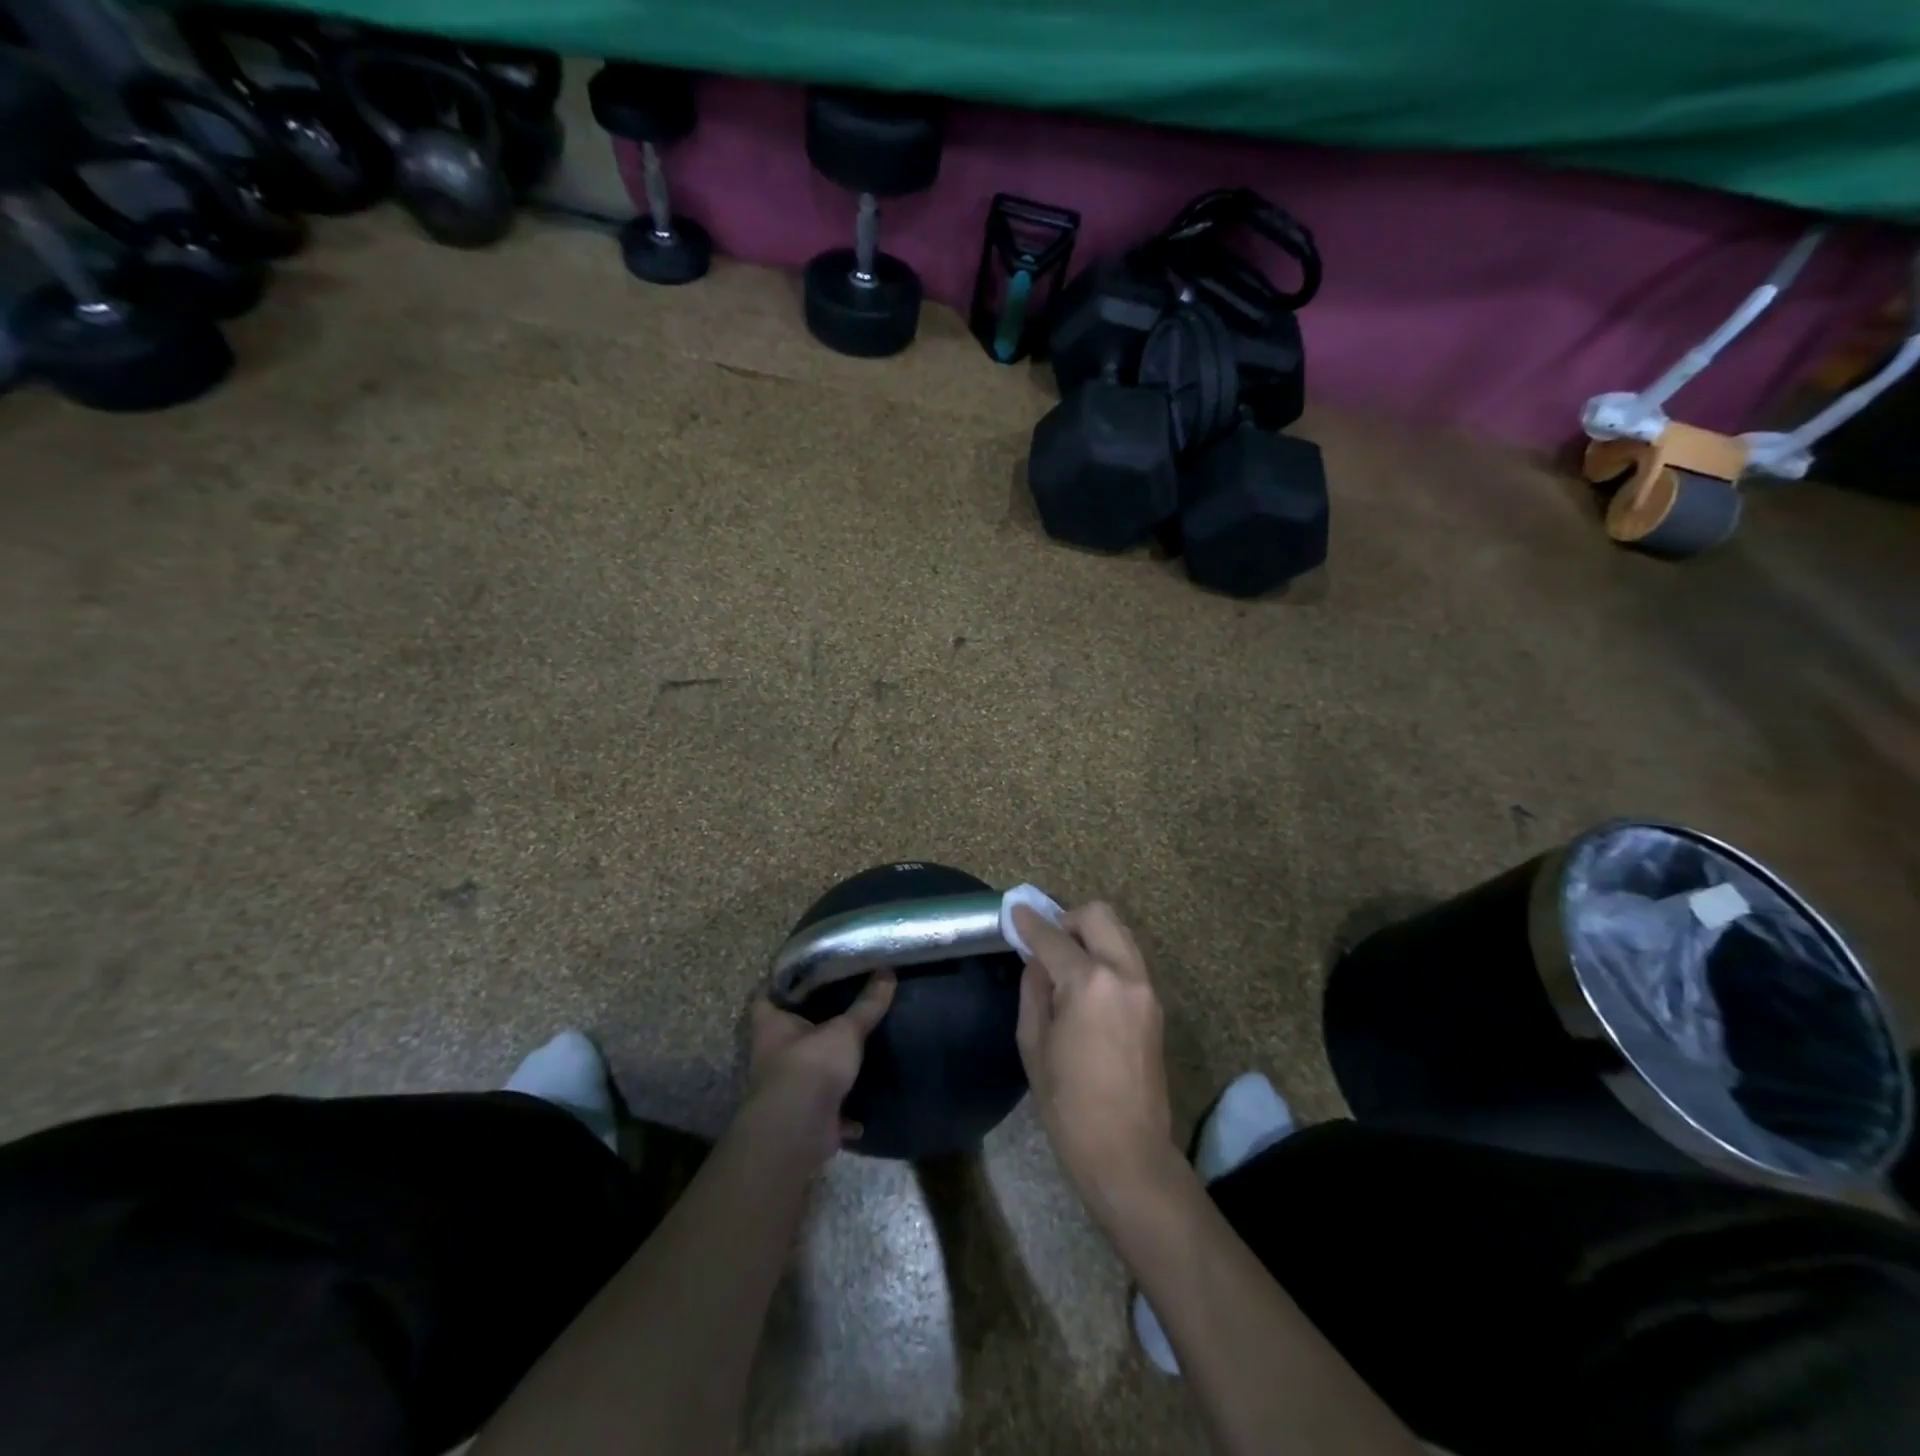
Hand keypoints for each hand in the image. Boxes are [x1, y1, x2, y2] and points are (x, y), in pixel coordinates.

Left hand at [744, 972, 895, 1166]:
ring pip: (808, 1070)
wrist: (799, 1130)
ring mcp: (787, 1088)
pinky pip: (827, 1109)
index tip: (806, 973)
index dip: (782, 983)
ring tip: (857, 1047)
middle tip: (842, 1004)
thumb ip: (867, 1004)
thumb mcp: (845, 1030)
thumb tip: (887, 971)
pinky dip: (844, 1110)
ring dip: (828, 1065)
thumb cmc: (811, 1065)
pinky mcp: (805, 1116)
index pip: (767, 995)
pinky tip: (864, 1103)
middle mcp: (773, 1055)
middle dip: (812, 1023)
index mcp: (771, 1025)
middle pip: (790, 1032)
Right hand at [1014, 903, 1176, 1222]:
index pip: (1054, 937)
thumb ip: (1034, 990)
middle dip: (1068, 918)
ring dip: (1091, 934)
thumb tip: (1037, 961)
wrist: (1126, 1152)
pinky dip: (1106, 955)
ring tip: (1066, 962)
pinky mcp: (1155, 1006)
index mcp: (1089, 982)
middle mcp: (1124, 973)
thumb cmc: (1068, 1103)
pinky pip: (1128, 960)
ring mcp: (1145, 988)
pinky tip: (1086, 984)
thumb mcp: (1033, 1043)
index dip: (1030, 923)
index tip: (1015, 911)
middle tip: (1046, 941)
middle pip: (1099, 916)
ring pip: (1119, 933)